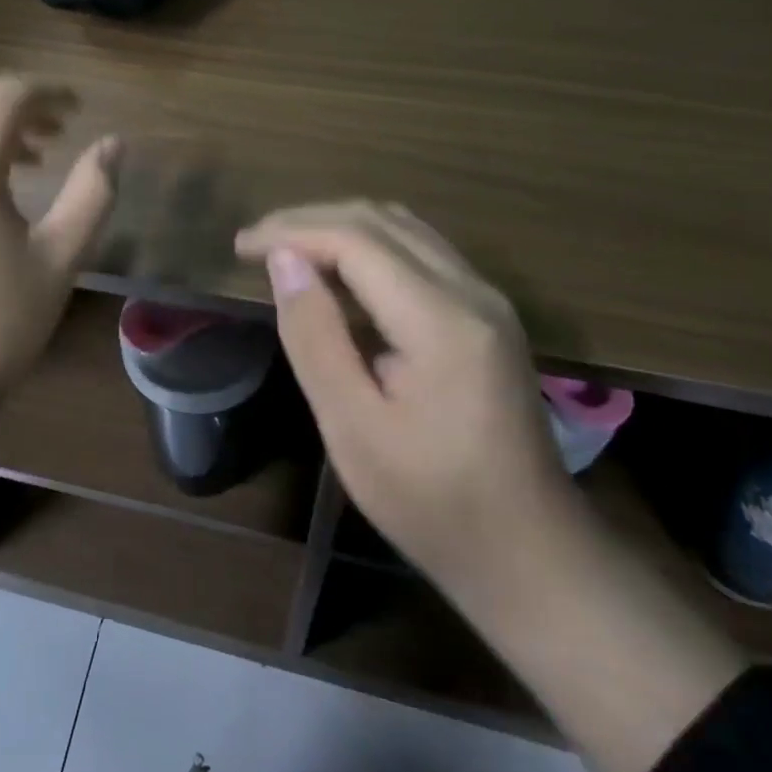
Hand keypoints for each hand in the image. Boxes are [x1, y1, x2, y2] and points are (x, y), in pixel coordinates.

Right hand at [235, 201, 574, 589]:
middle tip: (256, 244)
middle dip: (311, 220)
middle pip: (381, 221)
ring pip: (403, 228)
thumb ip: (315, 337)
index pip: (356, 239)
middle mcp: (472, 291)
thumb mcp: (353, 428)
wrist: (530, 551)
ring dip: (340, 227)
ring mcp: (487, 299)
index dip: (292, 231)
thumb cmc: (431, 502)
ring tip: (287, 250)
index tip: (241, 247)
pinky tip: (339, 272)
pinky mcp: (488, 314)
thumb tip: (284, 261)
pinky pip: (421, 251)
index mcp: (441, 320)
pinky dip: (369, 246)